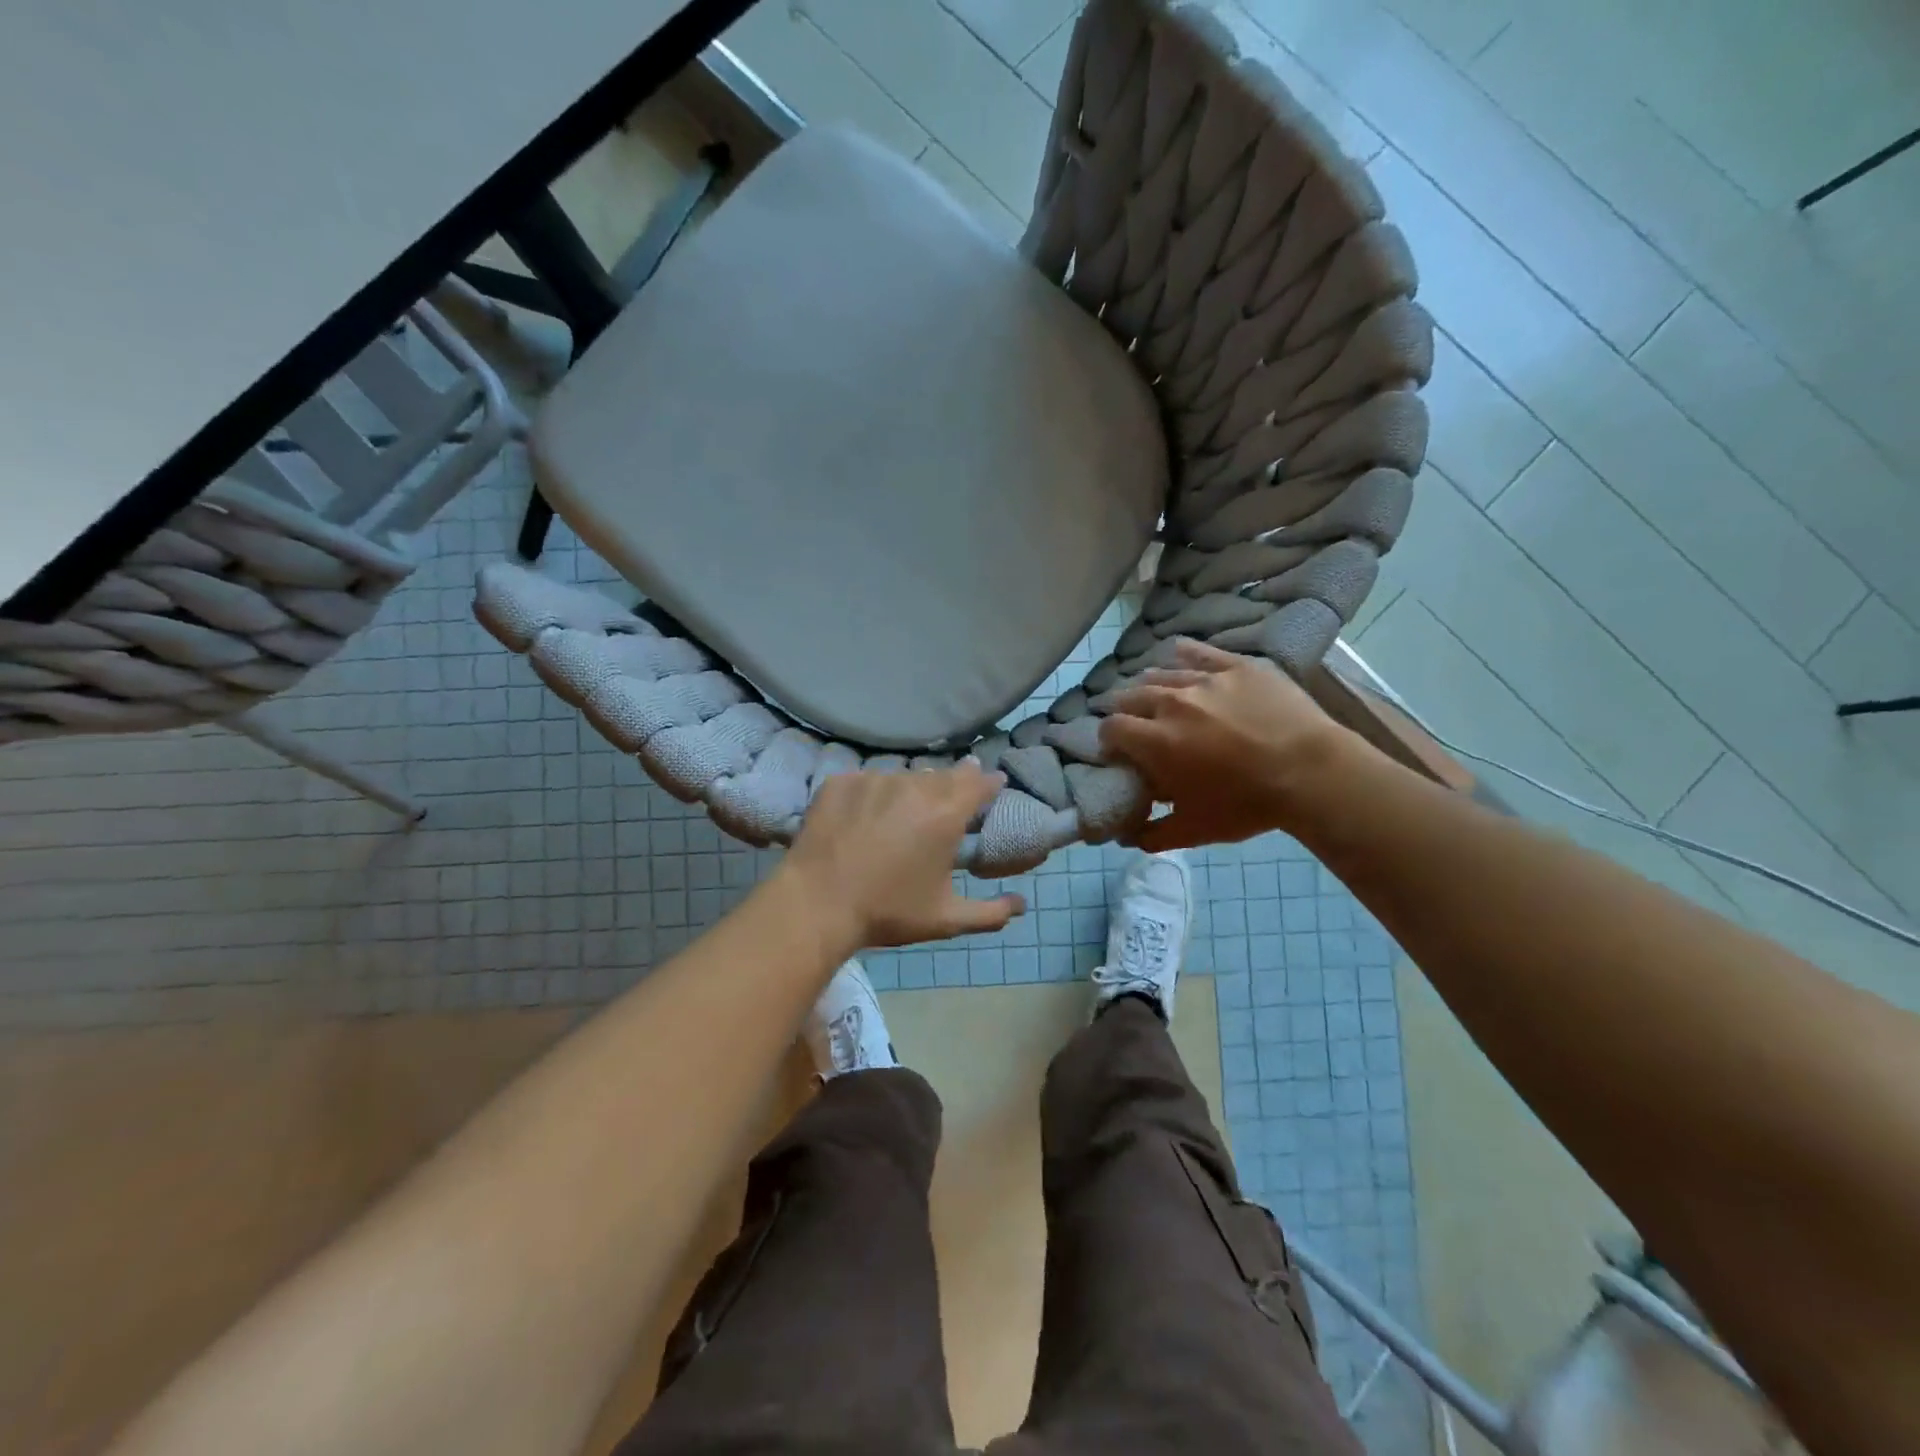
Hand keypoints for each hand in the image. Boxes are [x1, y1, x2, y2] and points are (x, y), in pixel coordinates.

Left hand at [783, 763, 1025, 951]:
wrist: (816, 904)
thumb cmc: (888, 912)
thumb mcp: (946, 919)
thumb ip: (991, 913)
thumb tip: (1022, 905)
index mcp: (945, 815)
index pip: (978, 783)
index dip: (988, 782)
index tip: (993, 781)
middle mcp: (914, 787)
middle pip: (943, 775)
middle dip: (954, 781)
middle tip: (955, 791)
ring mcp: (874, 780)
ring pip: (904, 776)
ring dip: (913, 787)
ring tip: (907, 807)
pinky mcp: (841, 782)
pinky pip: (867, 780)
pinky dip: (873, 793)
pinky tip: (867, 814)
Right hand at [1099, 639, 1345, 850]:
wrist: (1312, 773)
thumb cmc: (1247, 805)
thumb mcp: (1196, 831)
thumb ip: (1153, 835)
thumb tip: (1125, 838)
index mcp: (1155, 741)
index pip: (1111, 728)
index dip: (1109, 739)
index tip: (1119, 751)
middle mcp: (1170, 703)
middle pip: (1129, 696)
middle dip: (1125, 711)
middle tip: (1137, 726)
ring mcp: (1204, 680)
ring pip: (1159, 673)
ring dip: (1150, 686)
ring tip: (1157, 697)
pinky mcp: (1235, 666)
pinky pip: (1198, 652)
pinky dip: (1182, 654)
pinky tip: (1177, 656)